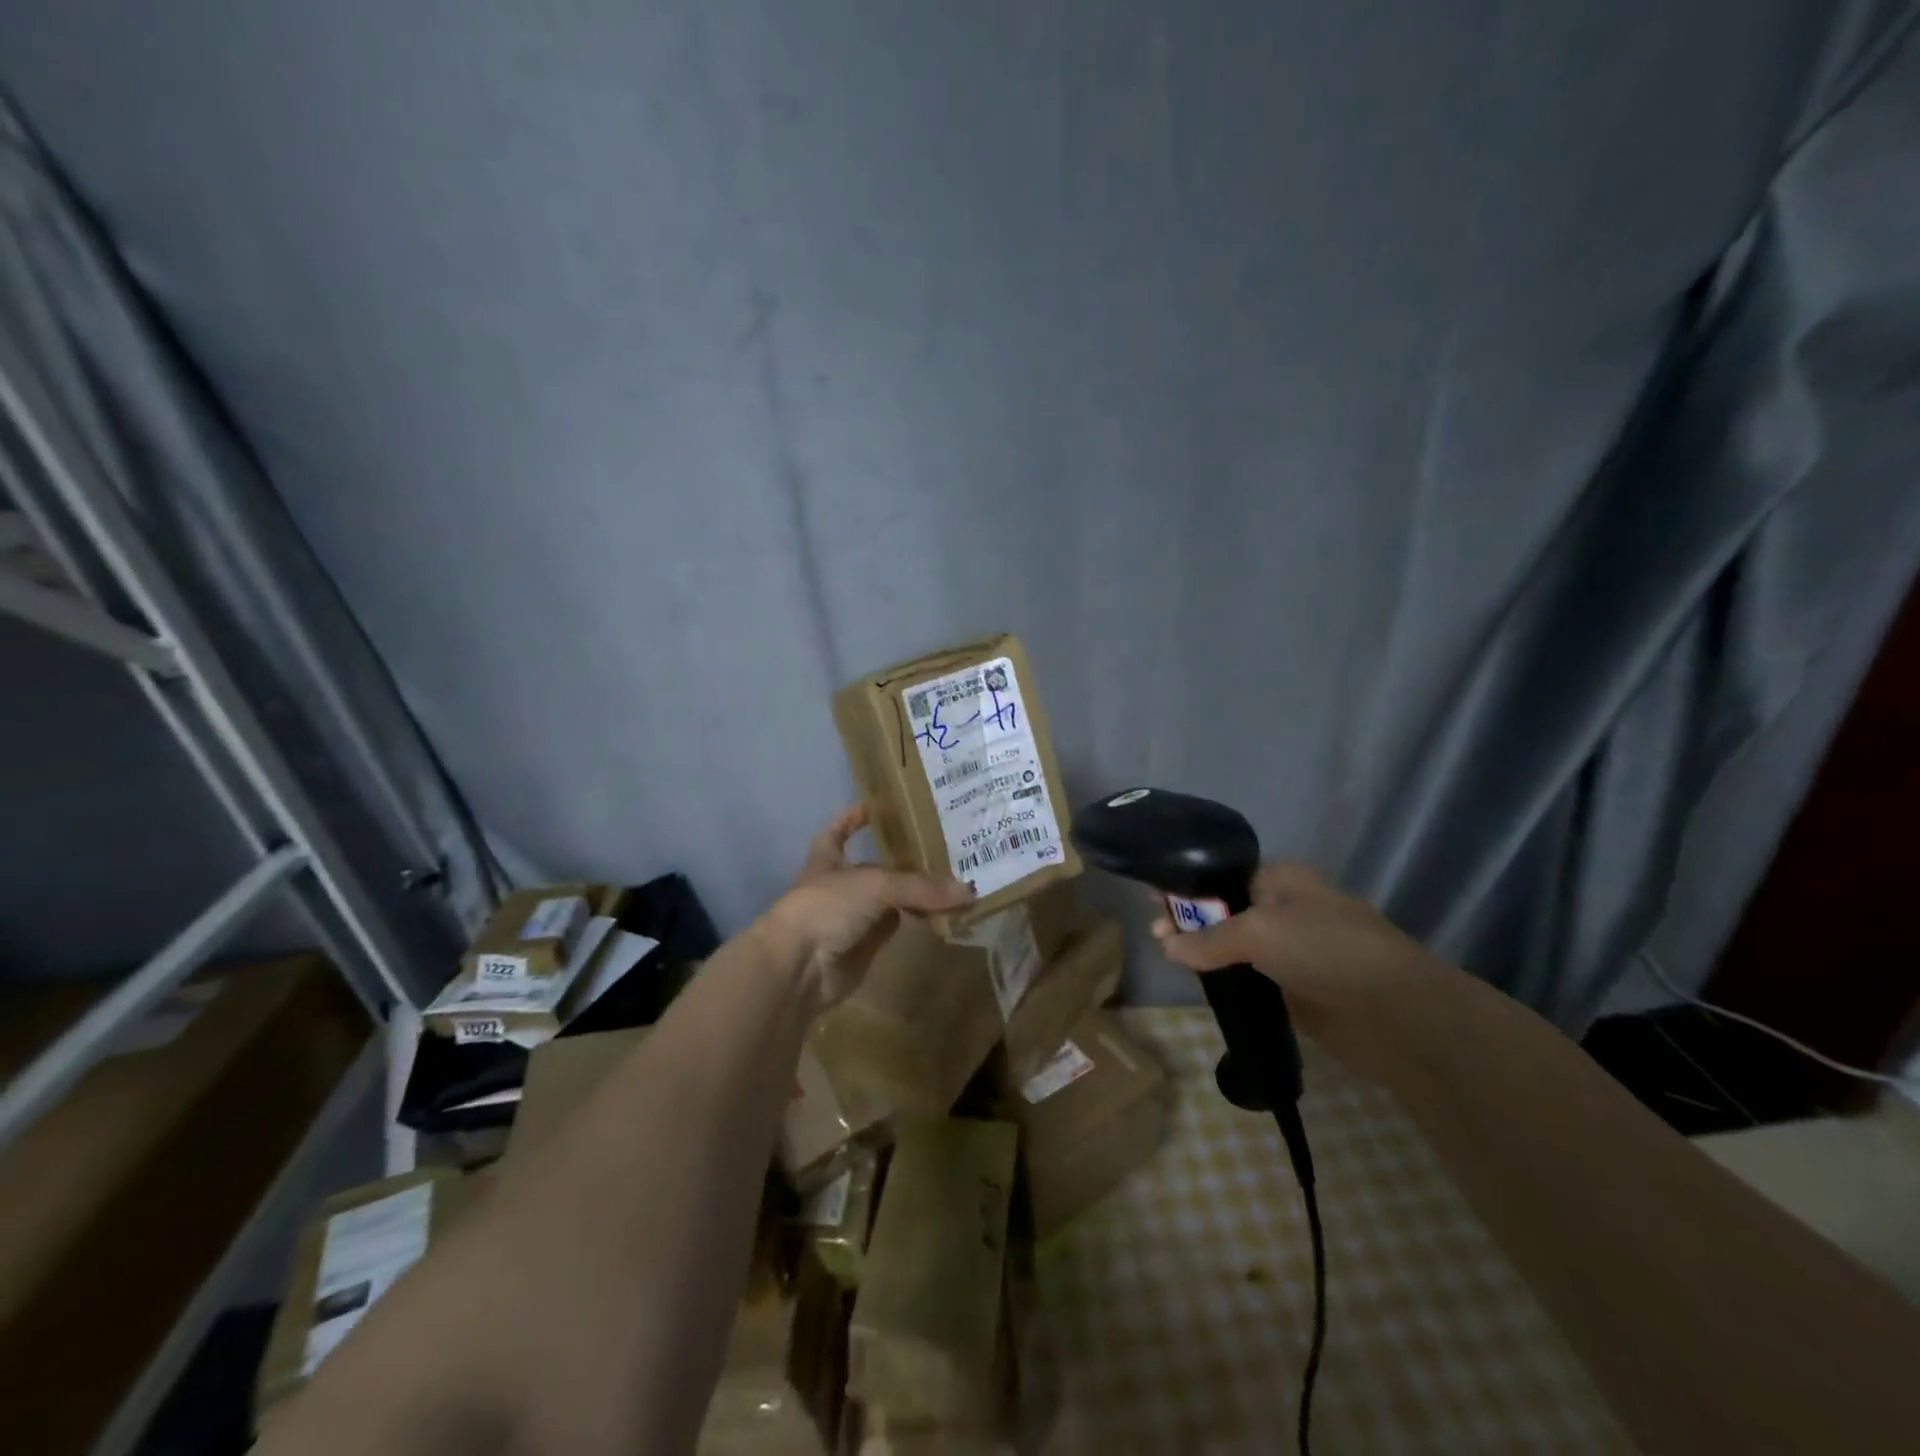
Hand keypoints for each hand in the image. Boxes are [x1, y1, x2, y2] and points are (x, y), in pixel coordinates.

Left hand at [759, 805, 973, 1007]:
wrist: (800, 967)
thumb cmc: (828, 907)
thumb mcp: (876, 884)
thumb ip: (921, 888)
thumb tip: (969, 892)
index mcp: (828, 857)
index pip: (840, 829)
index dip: (854, 817)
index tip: (878, 804)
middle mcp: (842, 883)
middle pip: (877, 865)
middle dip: (905, 856)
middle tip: (944, 842)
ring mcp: (854, 916)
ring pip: (892, 898)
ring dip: (918, 891)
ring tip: (956, 874)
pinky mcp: (867, 944)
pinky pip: (899, 926)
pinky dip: (919, 920)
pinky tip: (946, 910)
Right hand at [1150, 863, 1451, 1082]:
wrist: (1396, 1013)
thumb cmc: (1325, 950)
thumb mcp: (1258, 933)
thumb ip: (1208, 939)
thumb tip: (1166, 946)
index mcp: (1281, 880)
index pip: (1221, 875)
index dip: (1186, 884)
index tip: (1152, 897)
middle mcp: (1284, 909)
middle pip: (1224, 909)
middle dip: (1188, 918)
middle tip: (1153, 933)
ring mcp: (1291, 951)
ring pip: (1234, 945)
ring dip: (1203, 951)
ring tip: (1166, 956)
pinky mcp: (1295, 988)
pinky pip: (1249, 976)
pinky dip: (1225, 978)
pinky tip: (1199, 983)